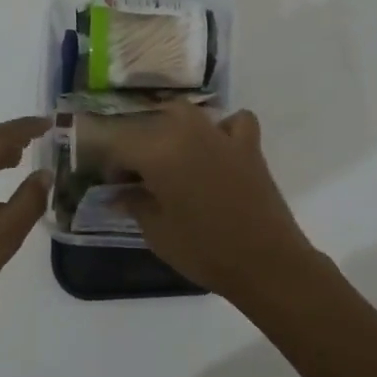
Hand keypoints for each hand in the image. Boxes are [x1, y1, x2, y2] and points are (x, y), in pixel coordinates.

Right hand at [103, 103, 315, 305]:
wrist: (266, 262)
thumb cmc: (203, 251)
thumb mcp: (157, 232)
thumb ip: (135, 204)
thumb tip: (119, 194)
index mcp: (158, 152)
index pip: (119, 144)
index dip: (111, 165)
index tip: (113, 187)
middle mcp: (187, 132)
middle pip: (150, 122)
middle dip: (138, 144)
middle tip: (139, 176)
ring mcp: (221, 135)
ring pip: (186, 114)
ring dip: (172, 128)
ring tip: (170, 158)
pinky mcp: (249, 146)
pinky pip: (233, 122)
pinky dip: (223, 129)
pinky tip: (218, 149)